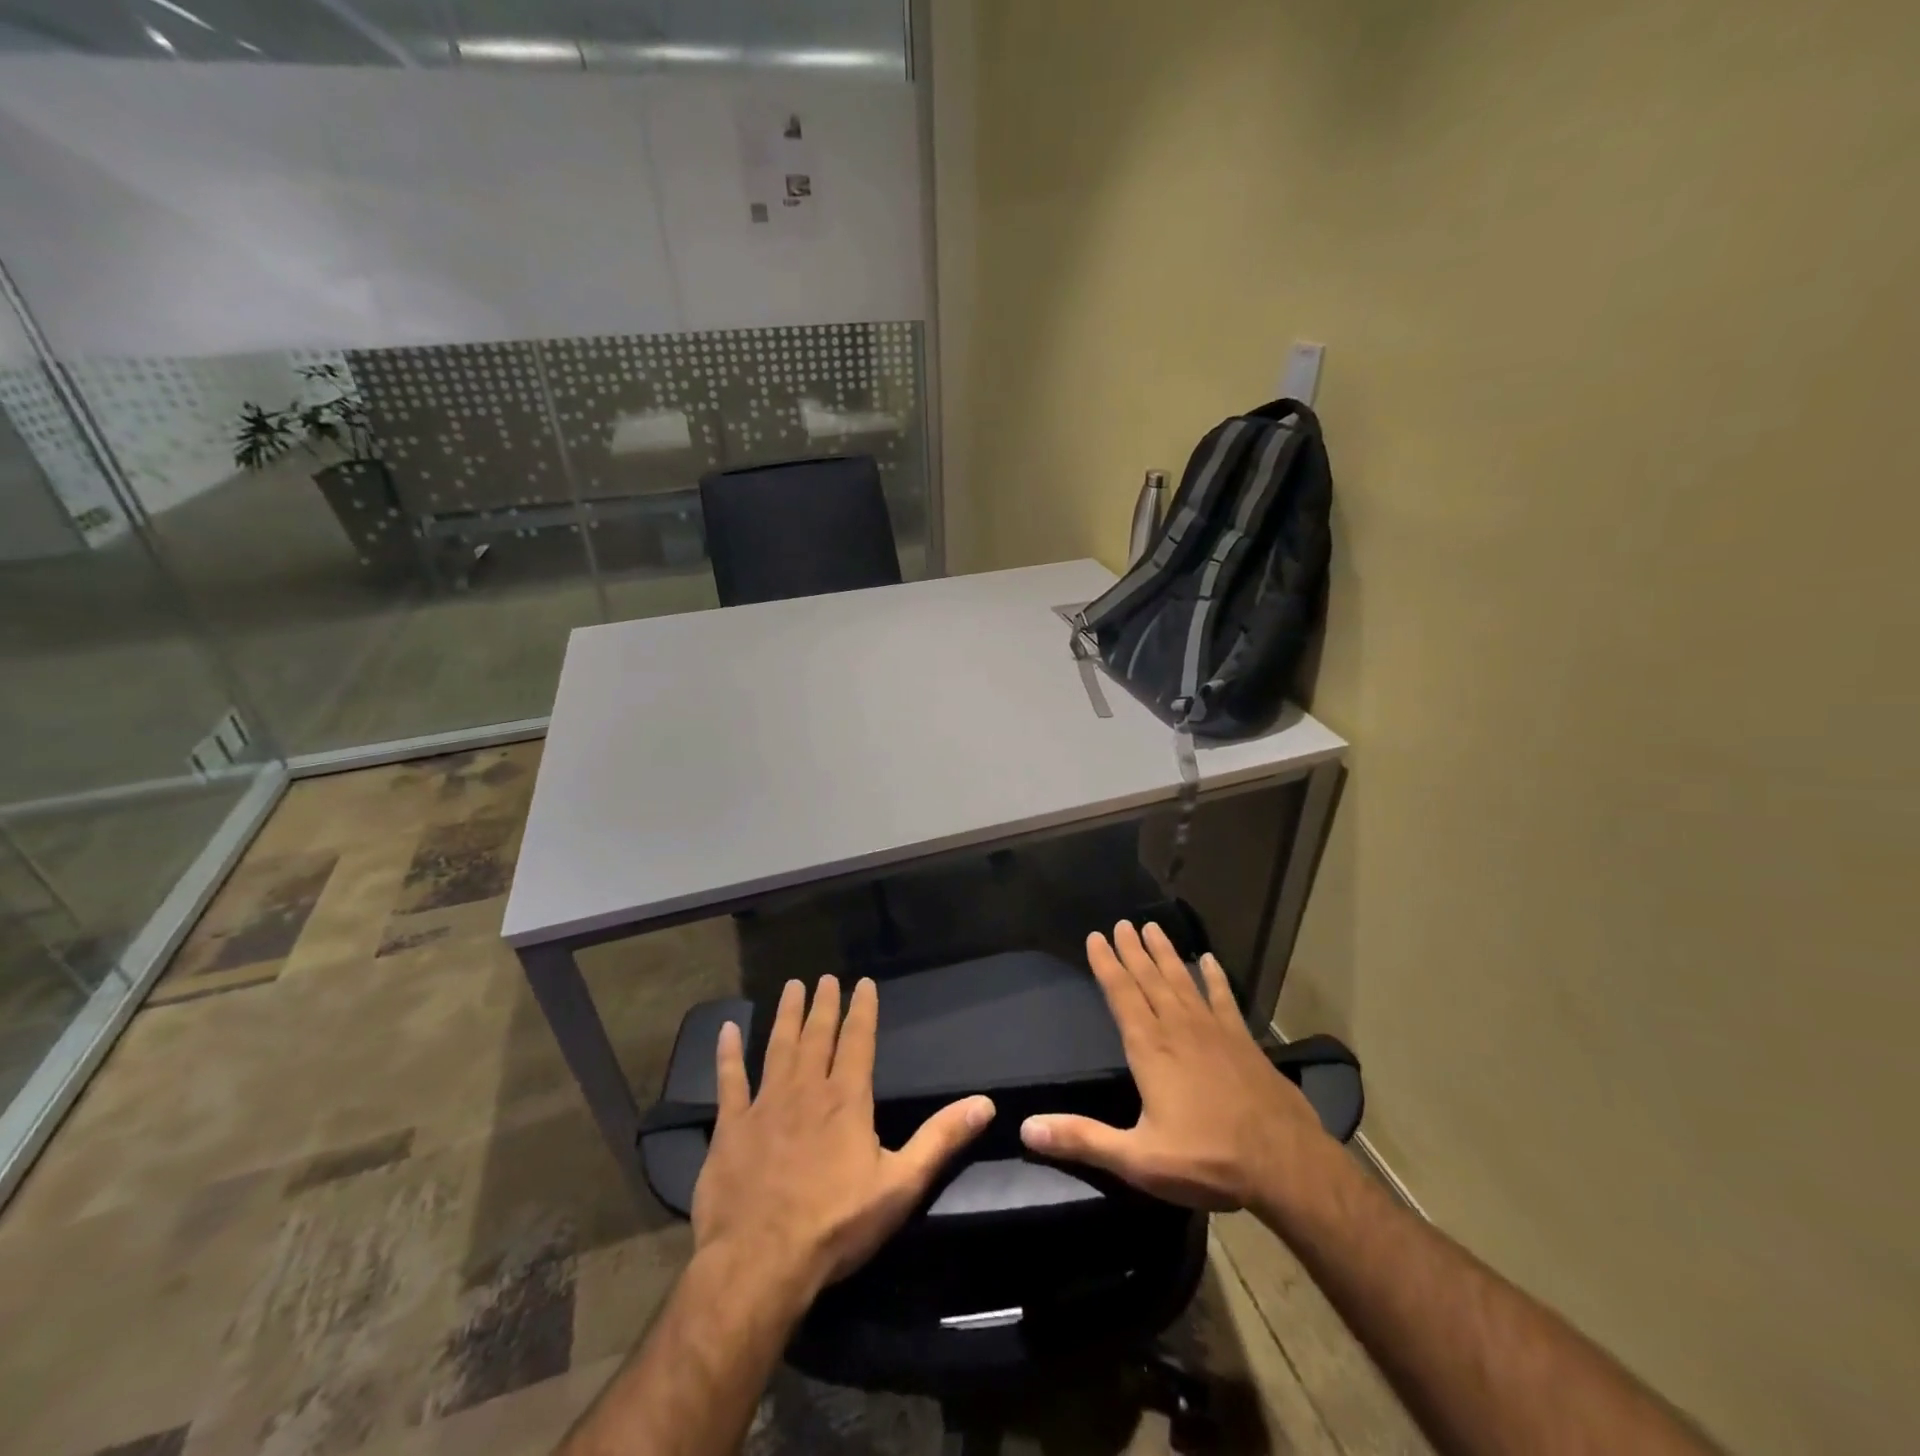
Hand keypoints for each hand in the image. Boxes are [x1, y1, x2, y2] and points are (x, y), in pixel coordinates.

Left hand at [692, 975, 995, 1298]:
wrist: (760, 1263)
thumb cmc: (836, 1225)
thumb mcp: (901, 1185)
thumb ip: (941, 1140)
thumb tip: (985, 1103)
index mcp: (846, 1099)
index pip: (858, 1041)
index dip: (862, 1009)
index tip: (863, 983)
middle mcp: (806, 1089)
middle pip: (817, 1035)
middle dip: (824, 1004)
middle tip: (824, 977)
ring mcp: (765, 1105)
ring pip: (778, 1046)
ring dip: (786, 1015)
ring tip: (791, 987)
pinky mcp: (730, 1127)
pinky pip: (729, 1081)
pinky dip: (728, 1054)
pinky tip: (727, 1030)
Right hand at [1021, 921, 1328, 1211]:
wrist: (1284, 1164)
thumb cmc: (1206, 1160)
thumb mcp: (1138, 1159)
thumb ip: (1082, 1139)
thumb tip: (1028, 1128)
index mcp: (1150, 1048)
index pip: (1121, 994)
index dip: (1106, 965)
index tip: (1095, 937)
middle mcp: (1178, 1028)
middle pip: (1150, 979)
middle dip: (1132, 950)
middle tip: (1121, 923)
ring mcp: (1214, 1030)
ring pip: (1182, 981)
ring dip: (1166, 954)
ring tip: (1153, 928)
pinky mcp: (1243, 1040)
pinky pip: (1223, 998)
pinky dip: (1215, 978)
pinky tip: (1209, 960)